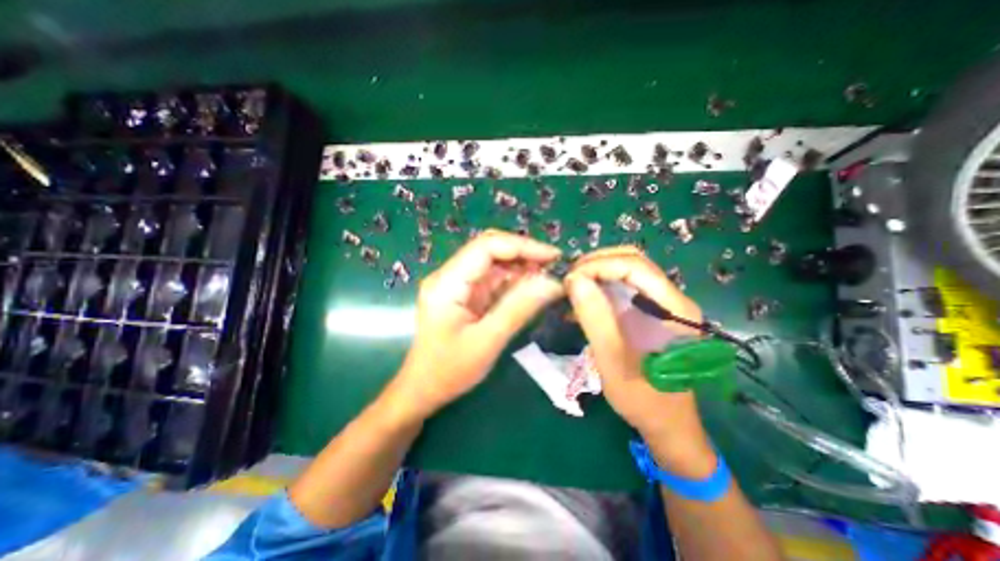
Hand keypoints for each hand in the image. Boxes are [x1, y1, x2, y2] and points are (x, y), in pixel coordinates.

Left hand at [393, 230, 565, 419]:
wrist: (423, 389)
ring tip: (548, 277)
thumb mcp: (487, 341)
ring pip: (494, 262)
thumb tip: (553, 283)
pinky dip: (514, 280)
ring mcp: (457, 283)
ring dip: (521, 266)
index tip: (553, 257)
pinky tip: (531, 287)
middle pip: (490, 249)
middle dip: (524, 253)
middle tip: (554, 266)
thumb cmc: (449, 370)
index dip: (522, 246)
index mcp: (447, 283)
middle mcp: (449, 275)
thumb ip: (519, 309)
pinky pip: (493, 278)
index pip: (486, 246)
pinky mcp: (464, 293)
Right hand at [567, 248, 715, 471]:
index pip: (635, 265)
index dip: (599, 265)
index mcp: (673, 309)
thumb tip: (574, 280)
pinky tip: (580, 302)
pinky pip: (623, 287)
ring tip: (571, 288)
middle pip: (632, 261)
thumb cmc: (644, 399)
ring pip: (626, 271)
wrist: (667, 424)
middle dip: (596, 264)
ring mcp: (661, 304)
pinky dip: (599, 287)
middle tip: (568, 280)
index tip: (569, 280)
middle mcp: (671, 298)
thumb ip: (595, 319)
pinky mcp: (649, 312)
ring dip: (595, 273)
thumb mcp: (613, 362)